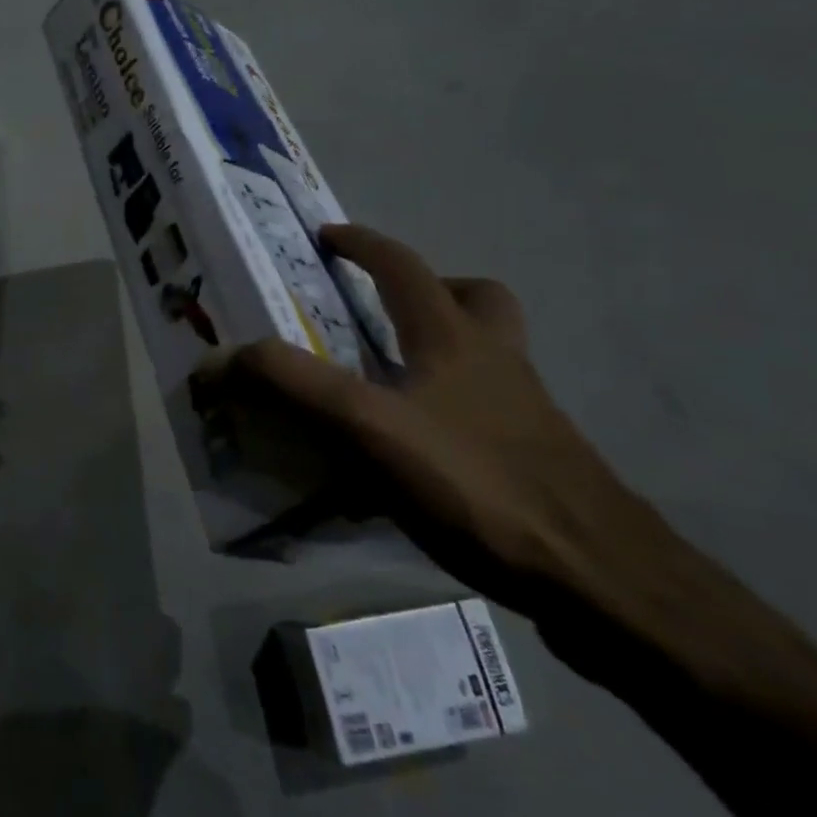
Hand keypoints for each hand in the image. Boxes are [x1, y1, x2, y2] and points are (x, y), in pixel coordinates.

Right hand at [218, 223, 656, 603]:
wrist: (600, 580)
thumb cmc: (478, 484)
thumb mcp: (365, 427)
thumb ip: (289, 385)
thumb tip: (216, 360)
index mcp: (456, 338)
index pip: (403, 266)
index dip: (362, 244)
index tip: (327, 236)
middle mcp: (497, 362)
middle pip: (475, 298)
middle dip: (427, 289)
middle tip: (381, 312)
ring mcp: (525, 412)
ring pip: (487, 355)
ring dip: (442, 348)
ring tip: (388, 381)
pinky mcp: (535, 460)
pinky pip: (485, 411)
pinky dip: (448, 410)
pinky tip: (414, 454)